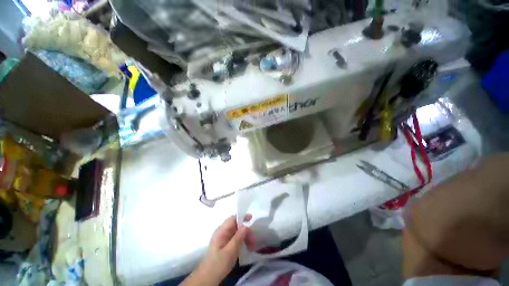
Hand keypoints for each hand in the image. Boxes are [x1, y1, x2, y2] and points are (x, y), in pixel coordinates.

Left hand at [181, 215, 254, 285]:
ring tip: (251, 246)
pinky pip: (235, 239)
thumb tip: (246, 226)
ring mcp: (223, 239)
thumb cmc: (218, 264)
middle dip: (245, 230)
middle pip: (236, 225)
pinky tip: (246, 248)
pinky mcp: (225, 245)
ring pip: (237, 232)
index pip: (232, 219)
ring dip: (245, 237)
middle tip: (253, 240)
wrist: (207, 279)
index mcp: (221, 231)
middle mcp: (222, 232)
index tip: (251, 219)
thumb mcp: (230, 251)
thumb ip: (238, 237)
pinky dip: (242, 241)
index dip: (242, 217)